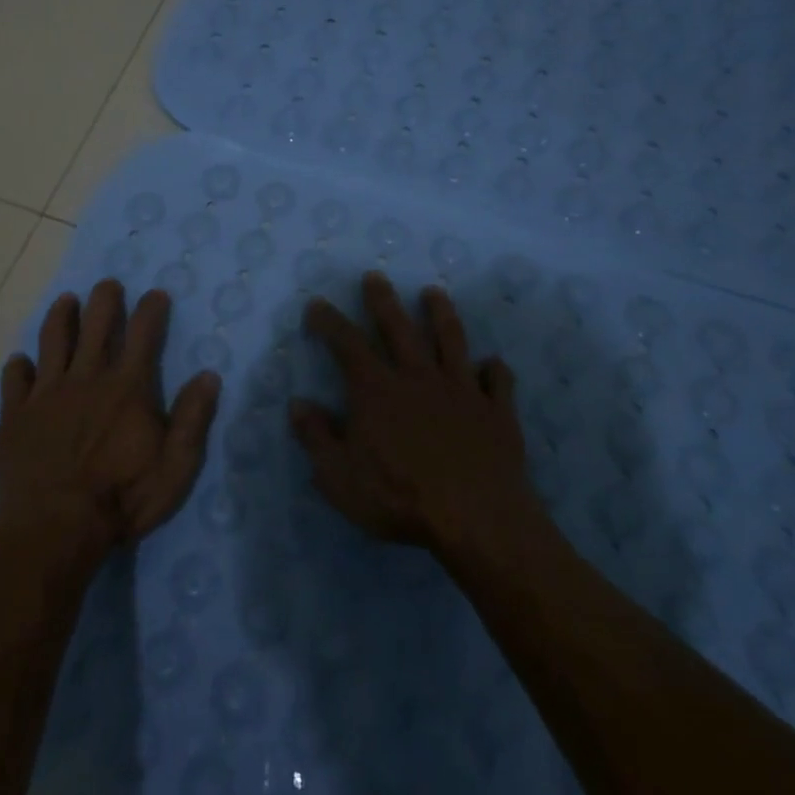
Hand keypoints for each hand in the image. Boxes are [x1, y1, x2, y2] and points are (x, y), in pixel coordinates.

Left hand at [0, 279, 220, 558]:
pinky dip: (18, 366)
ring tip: (66, 301)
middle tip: (108, 284)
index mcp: (127, 388)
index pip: (143, 335)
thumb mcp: (175, 467)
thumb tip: (209, 375)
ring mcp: (46, 394)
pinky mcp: (16, 415)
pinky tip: (20, 362)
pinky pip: (15, 380)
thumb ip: (192, 419)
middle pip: (96, 326)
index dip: (151, 310)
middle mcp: (86, 379)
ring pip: (53, 341)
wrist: (53, 529)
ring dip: (61, 317)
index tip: (156, 293)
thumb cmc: (122, 500)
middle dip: (105, 300)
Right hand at [290, 271, 539, 552]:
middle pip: (399, 328)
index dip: (329, 321)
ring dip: (441, 314)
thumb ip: (317, 437)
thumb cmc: (399, 497)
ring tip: (434, 293)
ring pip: (450, 340)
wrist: (476, 519)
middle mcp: (418, 377)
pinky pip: (497, 381)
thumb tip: (298, 404)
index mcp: (377, 390)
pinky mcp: (496, 411)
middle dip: (383, 300)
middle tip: (375, 276)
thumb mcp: (339, 476)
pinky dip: (494, 370)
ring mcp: (461, 390)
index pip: (347, 344)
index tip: (318, 304)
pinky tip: (492, 364)